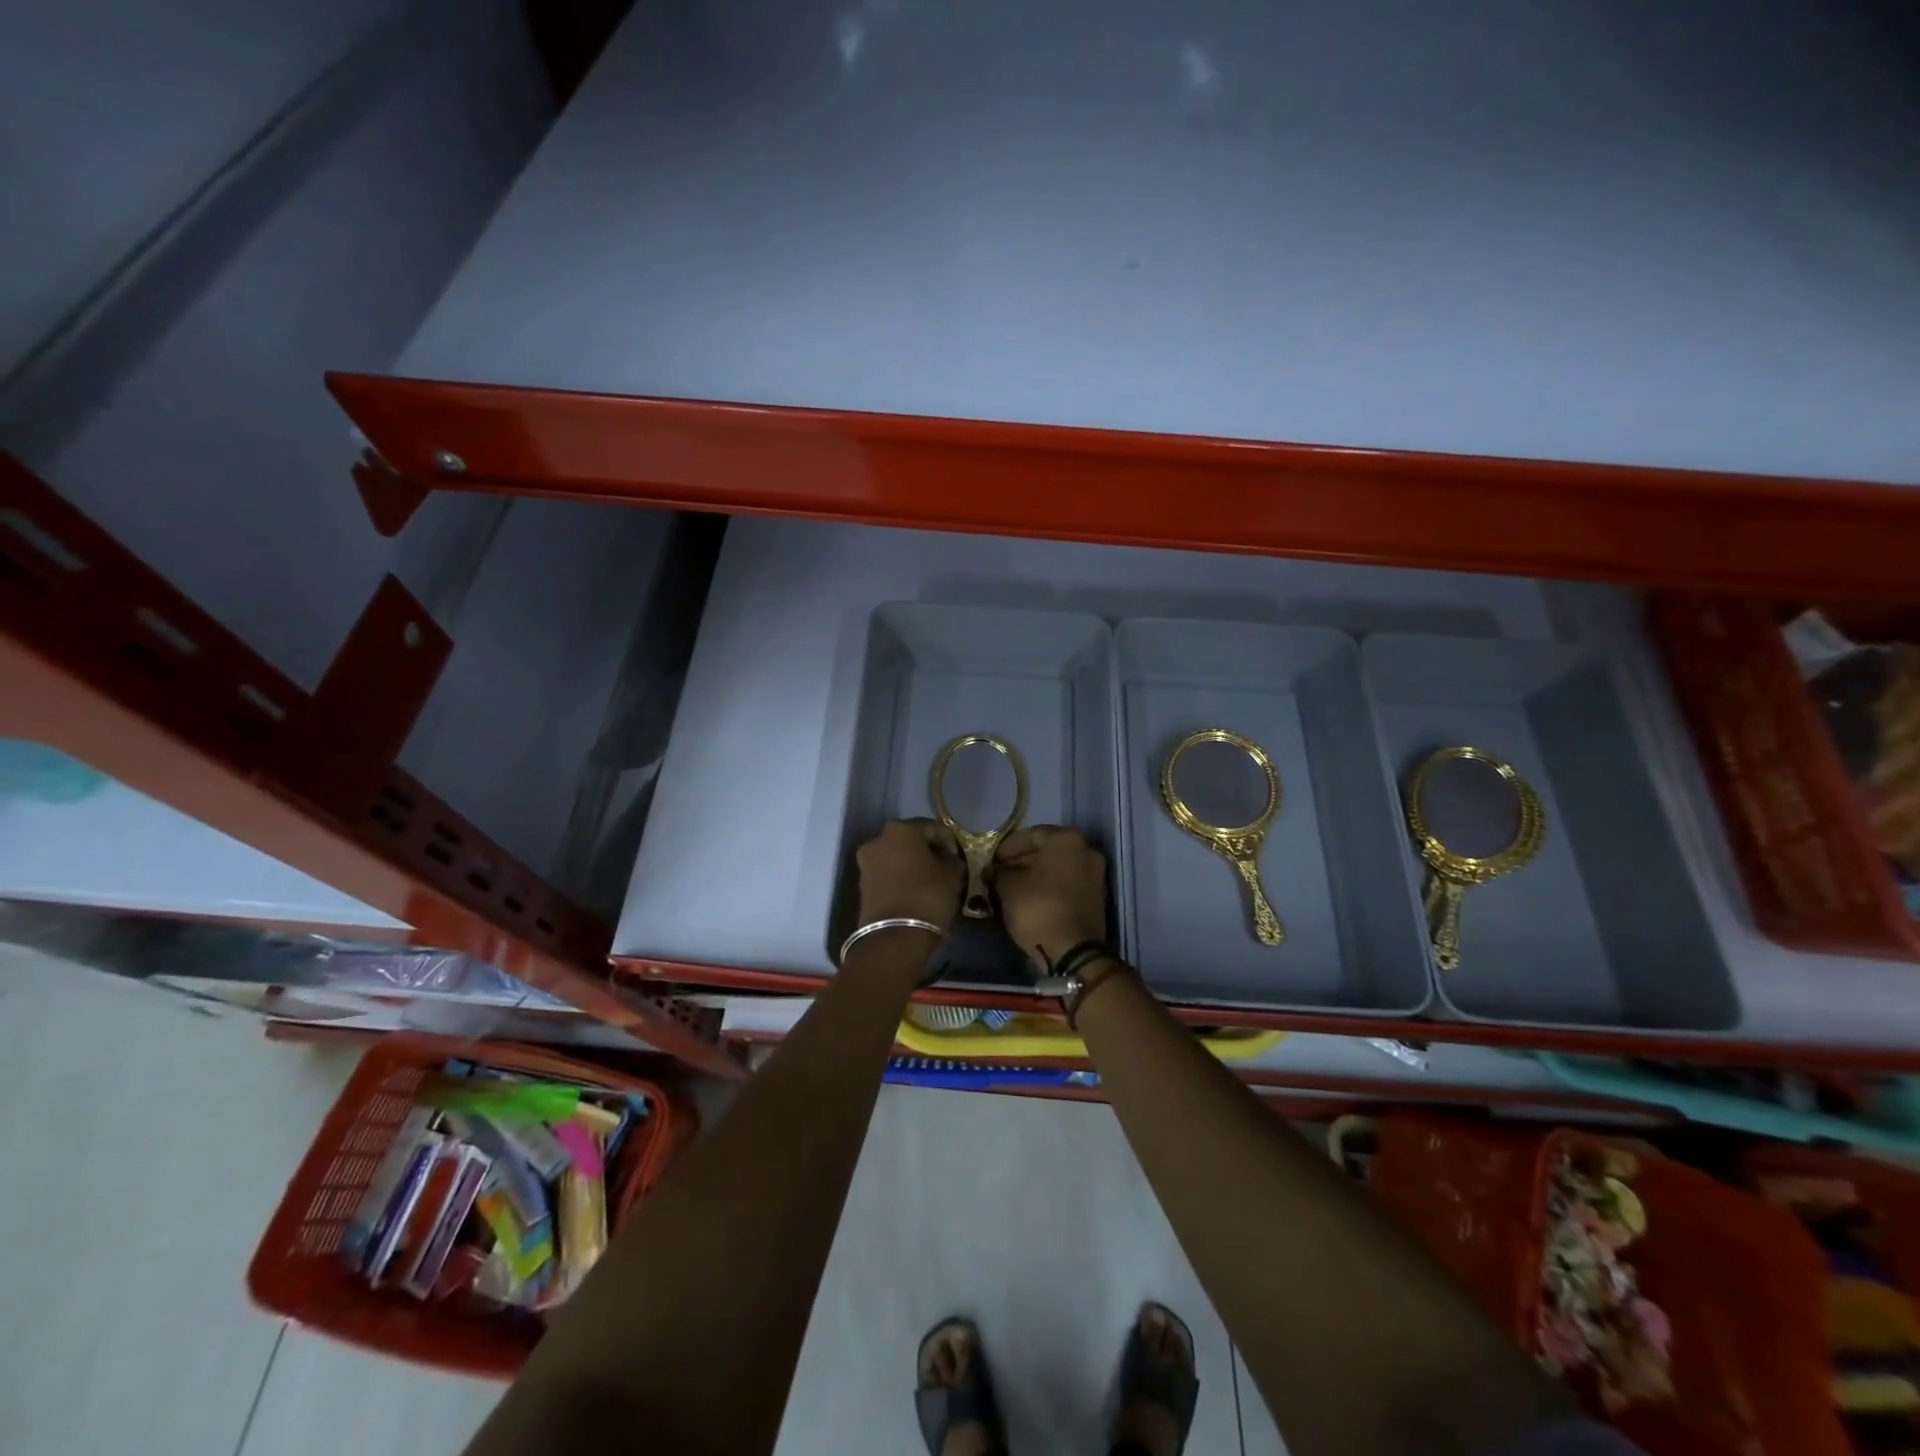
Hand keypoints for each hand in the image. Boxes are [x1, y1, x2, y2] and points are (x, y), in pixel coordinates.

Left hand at [856, 819, 964, 930]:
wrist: (894, 937)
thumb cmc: (928, 896)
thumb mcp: (953, 874)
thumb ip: (953, 859)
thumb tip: (948, 859)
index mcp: (901, 829)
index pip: (933, 828)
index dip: (949, 842)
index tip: (959, 859)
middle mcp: (878, 839)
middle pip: (911, 841)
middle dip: (928, 852)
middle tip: (945, 869)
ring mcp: (866, 862)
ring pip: (897, 858)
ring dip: (913, 865)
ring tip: (931, 883)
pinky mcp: (862, 885)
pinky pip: (887, 874)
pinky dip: (901, 879)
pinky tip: (916, 892)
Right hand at [993, 825, 1107, 968]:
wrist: (1073, 952)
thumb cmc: (1038, 908)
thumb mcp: (1008, 887)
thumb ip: (998, 873)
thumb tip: (991, 870)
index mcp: (1067, 840)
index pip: (1032, 834)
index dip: (1009, 847)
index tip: (993, 860)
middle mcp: (1087, 851)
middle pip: (1048, 850)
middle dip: (1023, 860)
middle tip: (1001, 873)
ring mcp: (1096, 875)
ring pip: (1059, 868)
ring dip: (1036, 874)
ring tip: (1012, 887)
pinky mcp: (1097, 898)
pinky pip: (1068, 884)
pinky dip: (1050, 887)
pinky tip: (1031, 899)